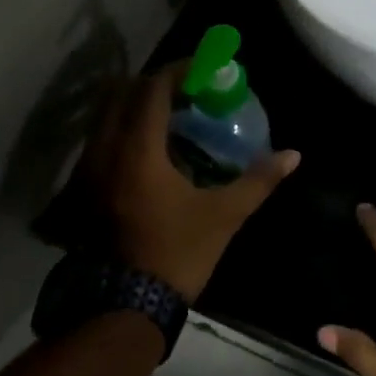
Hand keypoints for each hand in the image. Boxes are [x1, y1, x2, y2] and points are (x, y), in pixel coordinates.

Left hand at [83, 62, 299, 300]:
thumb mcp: (224, 215)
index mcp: (138, 150)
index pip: (153, 89)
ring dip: (136, 107)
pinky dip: (123, 131)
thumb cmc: (176, 254)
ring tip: (170, 116)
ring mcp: (87, 172)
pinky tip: (149, 150)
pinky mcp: (82, 192)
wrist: (125, 308)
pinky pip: (100, 142)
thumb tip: (293, 155)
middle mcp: (105, 151)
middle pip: (123, 95)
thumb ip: (258, 180)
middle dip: (155, 84)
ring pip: (106, 118)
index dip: (178, 71)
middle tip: (187, 90)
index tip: (203, 68)